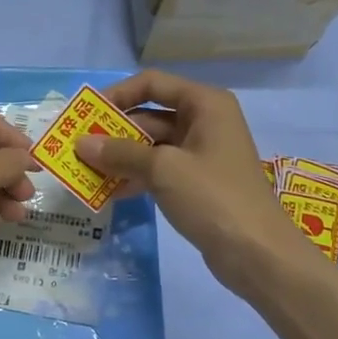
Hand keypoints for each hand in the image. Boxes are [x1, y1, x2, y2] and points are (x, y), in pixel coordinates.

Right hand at [74, 69, 312, 298]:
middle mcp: (205, 121)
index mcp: (205, 104)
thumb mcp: (163, 169)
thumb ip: (120, 153)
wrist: (259, 254)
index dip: (118, 94)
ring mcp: (202, 154)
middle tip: (79, 147)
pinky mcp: (198, 183)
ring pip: (152, 146)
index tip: (87, 113)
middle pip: (150, 116)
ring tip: (86, 170)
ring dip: (121, 157)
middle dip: (114, 132)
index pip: (152, 84)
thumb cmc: (213, 197)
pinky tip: (109, 191)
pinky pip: (160, 170)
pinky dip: (136, 176)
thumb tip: (81, 144)